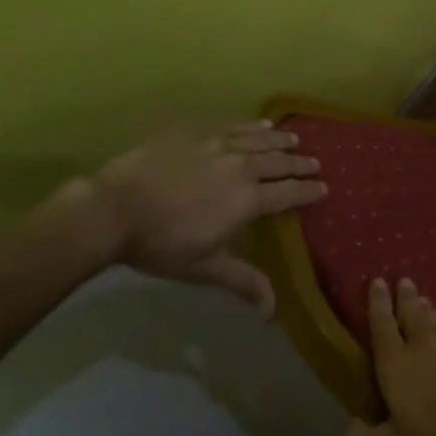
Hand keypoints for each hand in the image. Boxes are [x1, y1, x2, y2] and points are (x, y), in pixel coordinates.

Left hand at [93, 122, 325, 314]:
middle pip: (279, 163)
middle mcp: (241, 168)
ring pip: (259, 140)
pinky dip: (251, 126)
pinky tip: (261, 124)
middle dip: (300, 164)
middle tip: (316, 163)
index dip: (309, 191)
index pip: (288, 194)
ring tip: (295, 140)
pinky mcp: (195, 133)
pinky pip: (232, 126)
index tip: (324, 188)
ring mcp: (218, 146)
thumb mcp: (202, 268)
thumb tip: (273, 311)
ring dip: (281, 141)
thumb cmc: (159, 244)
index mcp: (247, 200)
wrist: (111, 210)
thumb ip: (242, 281)